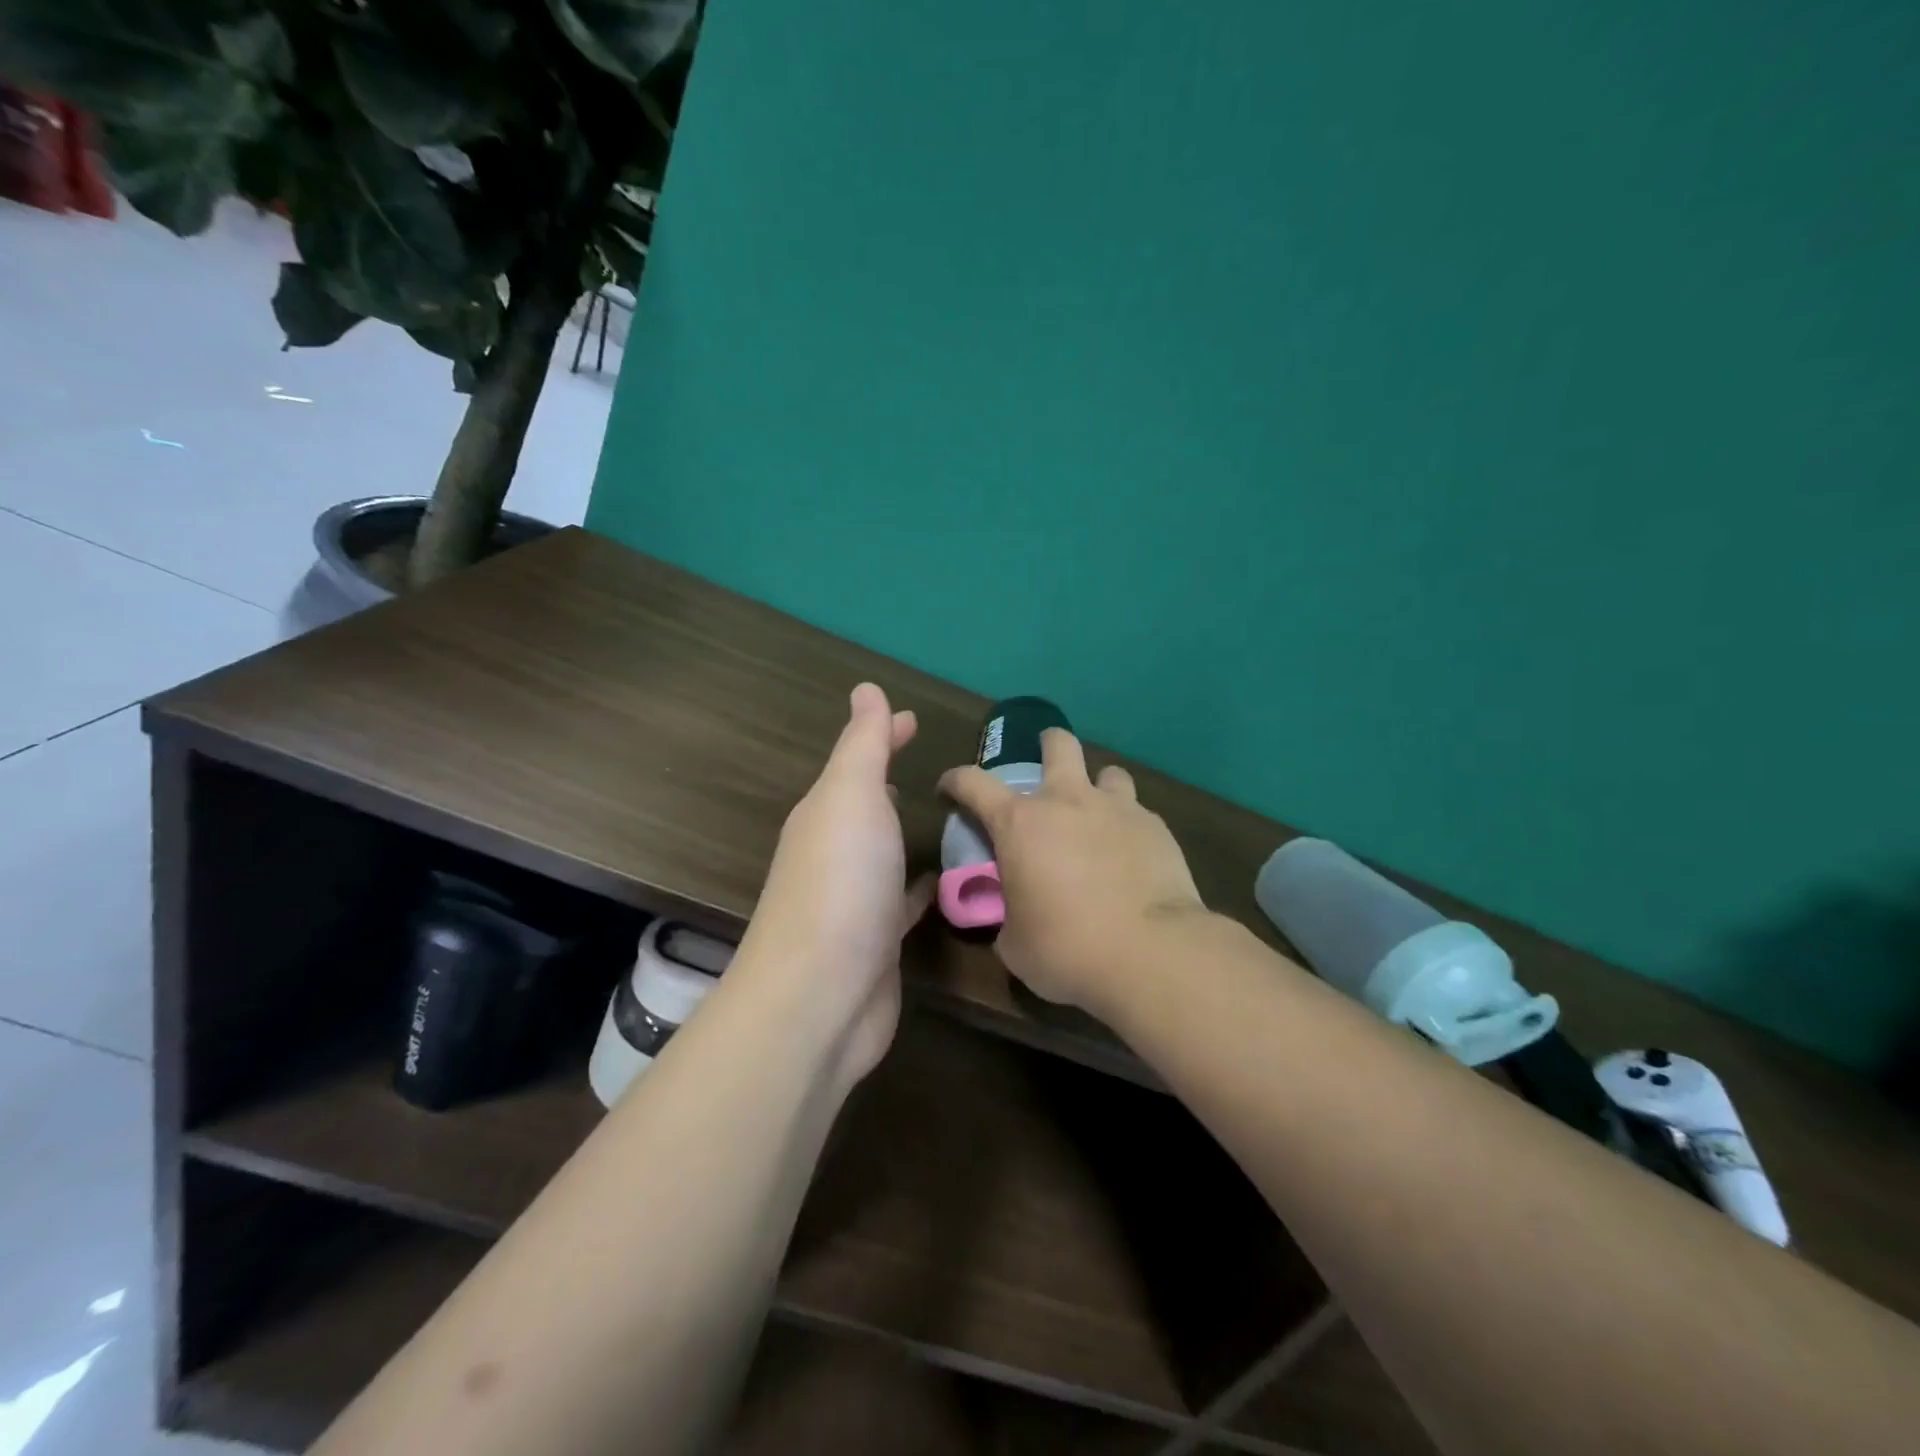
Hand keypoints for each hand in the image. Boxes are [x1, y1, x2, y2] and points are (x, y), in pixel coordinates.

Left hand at [735, 683, 931, 1088]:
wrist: (820, 996)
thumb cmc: (840, 882)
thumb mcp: (851, 797)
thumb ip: (863, 745)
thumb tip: (866, 688)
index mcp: (826, 813)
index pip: (858, 761)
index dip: (884, 734)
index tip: (914, 719)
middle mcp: (835, 852)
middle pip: (867, 805)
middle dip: (894, 782)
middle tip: (936, 769)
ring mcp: (855, 899)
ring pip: (884, 852)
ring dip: (906, 833)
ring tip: (948, 818)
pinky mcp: (878, 941)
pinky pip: (903, 900)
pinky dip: (921, 886)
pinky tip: (945, 883)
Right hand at [938, 729, 1206, 1019]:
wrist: (1150, 953)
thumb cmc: (1067, 949)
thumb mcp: (1015, 943)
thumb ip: (1007, 916)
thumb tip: (1013, 917)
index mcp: (1020, 823)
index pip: (973, 782)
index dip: (955, 781)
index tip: (948, 791)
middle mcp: (1068, 801)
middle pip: (1058, 744)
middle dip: (1046, 745)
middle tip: (1044, 766)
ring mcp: (1117, 809)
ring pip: (1108, 772)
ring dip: (1097, 788)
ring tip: (1097, 815)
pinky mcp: (1157, 827)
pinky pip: (1137, 812)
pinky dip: (1127, 826)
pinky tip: (1131, 855)